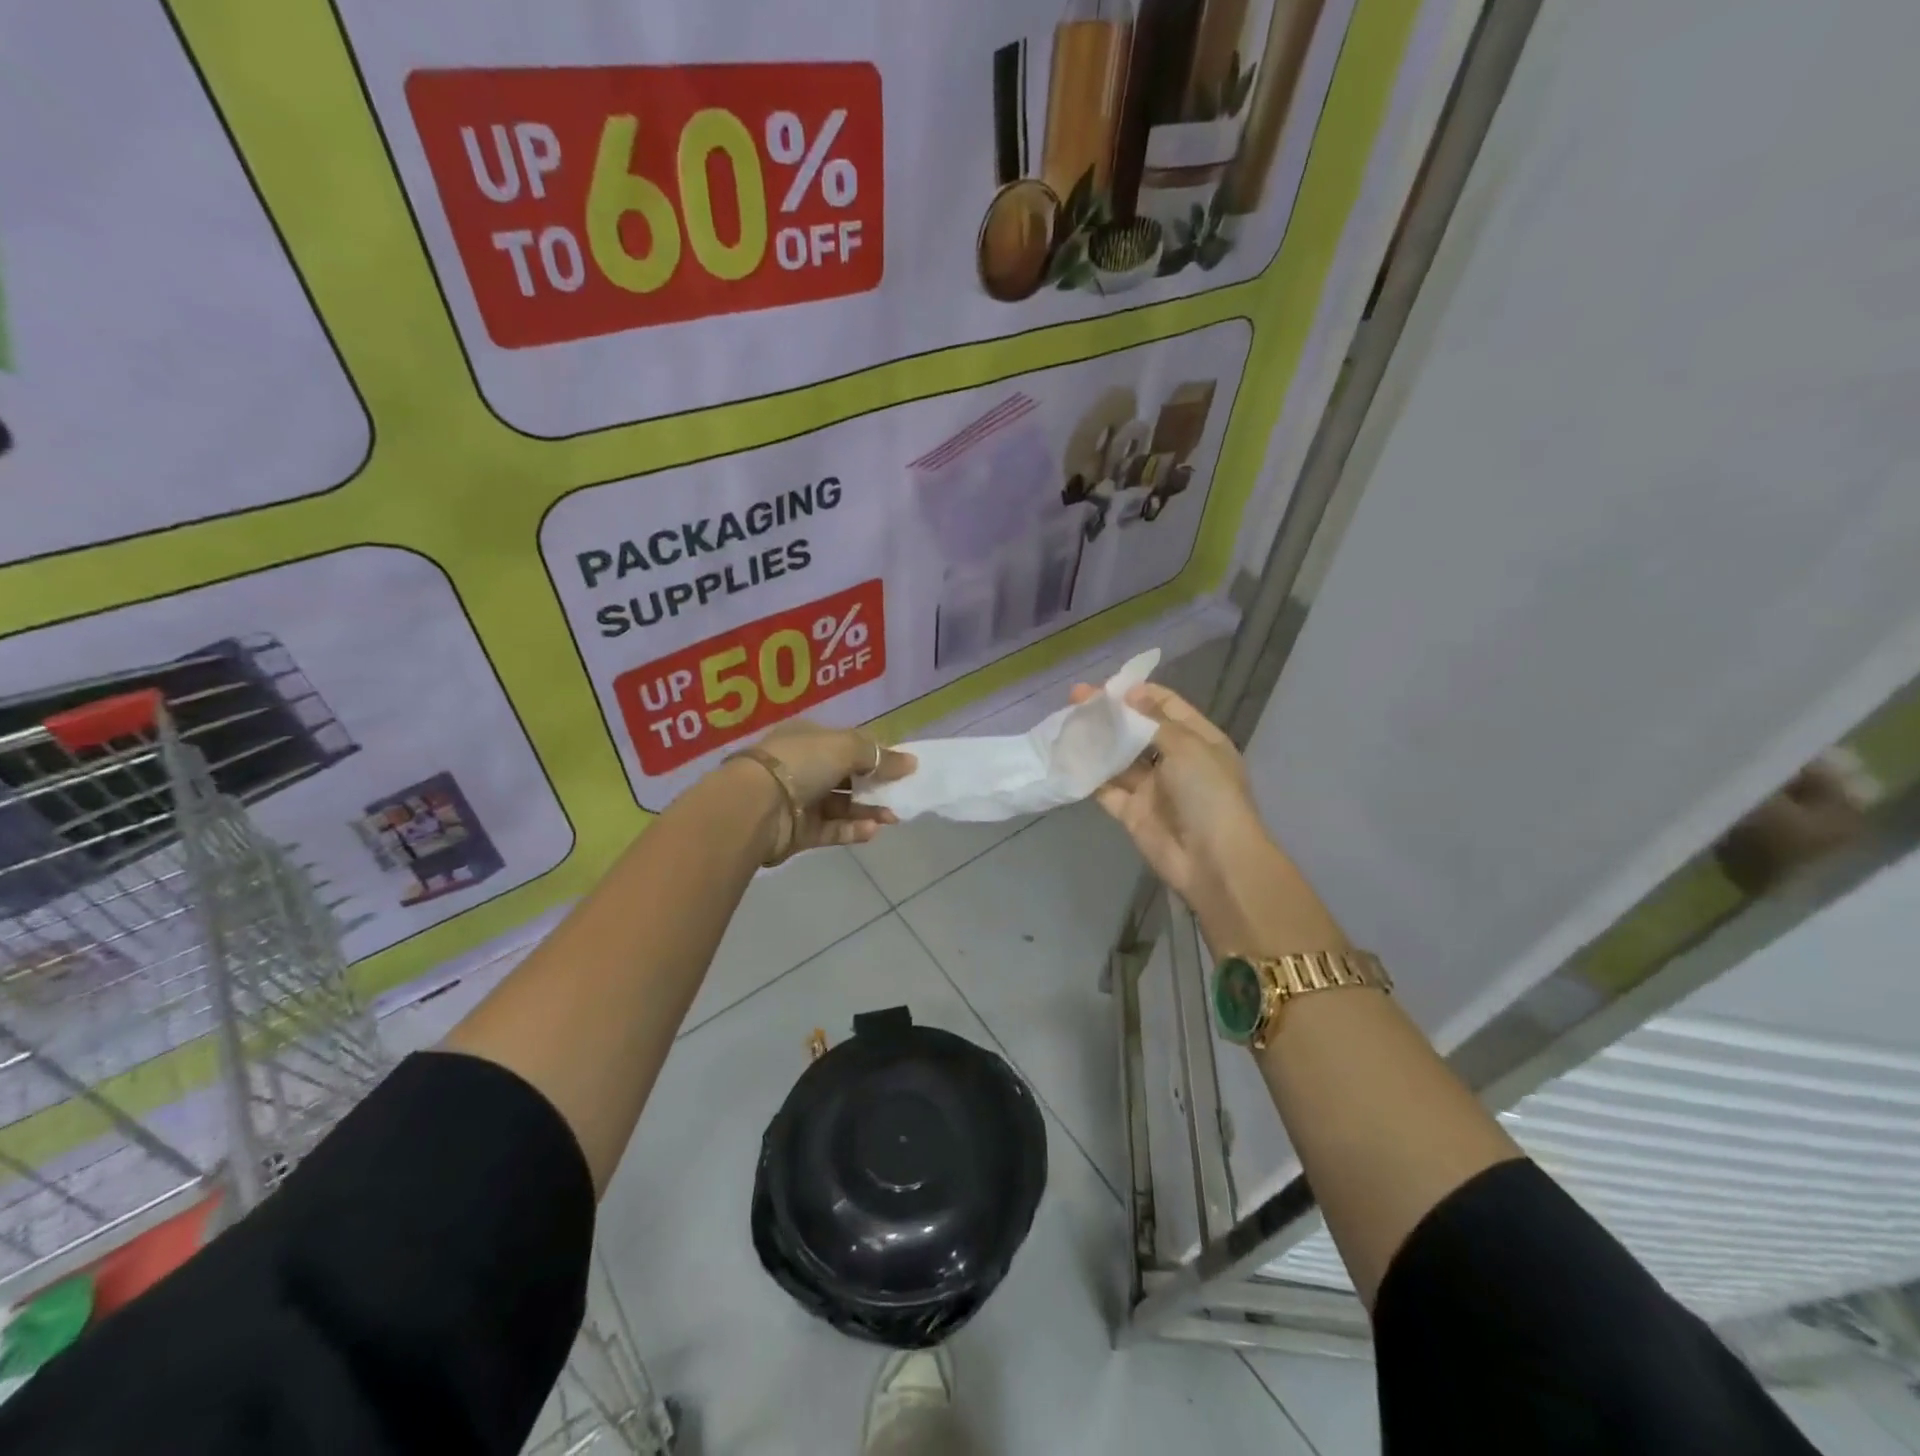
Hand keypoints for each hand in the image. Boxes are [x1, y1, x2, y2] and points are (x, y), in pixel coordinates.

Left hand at [754, 720, 915, 852]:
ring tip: (893, 816)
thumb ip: (880, 755)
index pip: (848, 744)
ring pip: (843, 805)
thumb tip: (911, 762)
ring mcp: (800, 801)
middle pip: (848, 776)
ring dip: (869, 810)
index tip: (903, 767)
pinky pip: (832, 829)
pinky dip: (852, 829)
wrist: (756, 806)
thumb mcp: (846, 747)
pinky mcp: (800, 831)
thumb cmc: (802, 763)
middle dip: (876, 785)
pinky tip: (872, 830)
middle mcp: (804, 767)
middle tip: (902, 795)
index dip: (876, 754)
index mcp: (809, 738)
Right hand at [1070, 682, 1268, 902]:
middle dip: (1109, 715)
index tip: (1108, 685)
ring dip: (1095, 742)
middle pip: (1137, 731)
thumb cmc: (1208, 794)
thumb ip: (1154, 720)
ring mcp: (1152, 788)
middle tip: (1075, 698)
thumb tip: (1131, 693)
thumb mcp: (1188, 747)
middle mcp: (1175, 761)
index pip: (1167, 706)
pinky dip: (1088, 775)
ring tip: (1066, 722)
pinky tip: (1066, 757)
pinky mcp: (1132, 812)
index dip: (1139, 693)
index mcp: (1198, 740)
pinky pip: (1106, 789)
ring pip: (1118, 759)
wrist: (1213, 861)